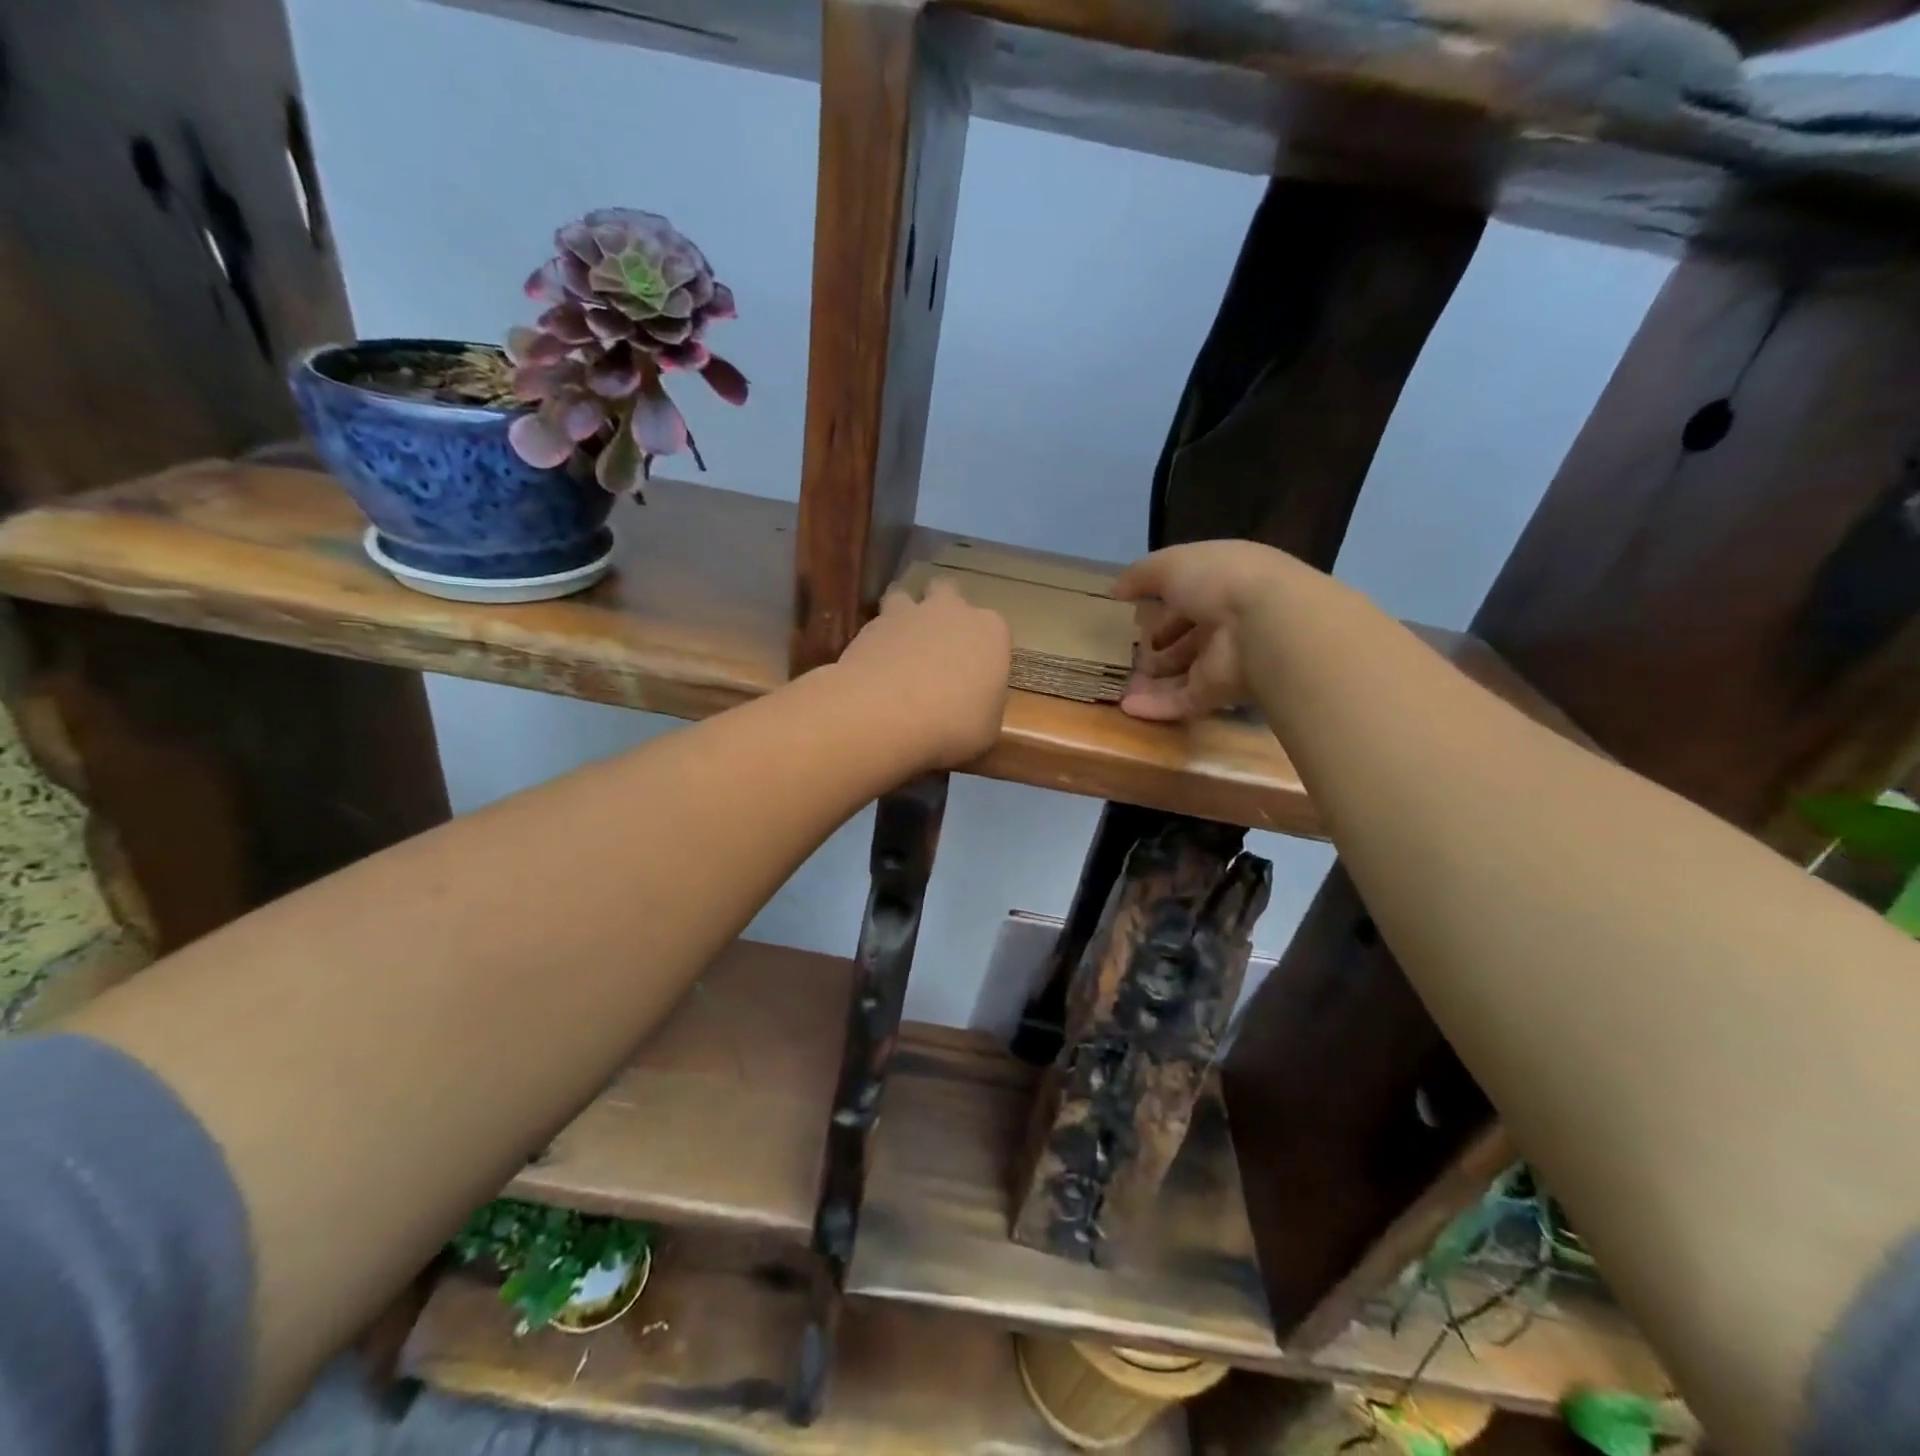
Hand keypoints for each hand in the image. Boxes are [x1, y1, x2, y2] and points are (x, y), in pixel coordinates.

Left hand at [835, 576, 1011, 768]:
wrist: (885, 715)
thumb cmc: (953, 725)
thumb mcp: (987, 728)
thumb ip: (984, 705)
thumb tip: (975, 703)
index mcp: (991, 631)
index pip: (995, 629)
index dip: (985, 649)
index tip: (976, 673)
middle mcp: (950, 611)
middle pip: (947, 591)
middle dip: (943, 608)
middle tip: (938, 643)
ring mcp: (906, 614)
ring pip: (904, 595)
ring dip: (903, 613)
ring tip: (899, 644)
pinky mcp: (868, 627)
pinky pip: (875, 625)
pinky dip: (875, 641)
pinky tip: (872, 667)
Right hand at [1113, 541, 1306, 721]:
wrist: (1263, 624)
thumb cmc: (1217, 581)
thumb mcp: (1171, 564)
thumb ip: (1140, 576)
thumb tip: (1115, 591)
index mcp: (1222, 586)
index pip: (1190, 599)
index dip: (1164, 608)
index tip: (1136, 618)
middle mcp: (1226, 623)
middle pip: (1188, 639)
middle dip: (1159, 648)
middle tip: (1127, 655)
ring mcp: (1224, 661)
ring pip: (1183, 673)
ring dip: (1153, 680)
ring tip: (1120, 684)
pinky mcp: (1218, 693)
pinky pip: (1182, 701)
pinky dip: (1155, 706)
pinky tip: (1126, 707)